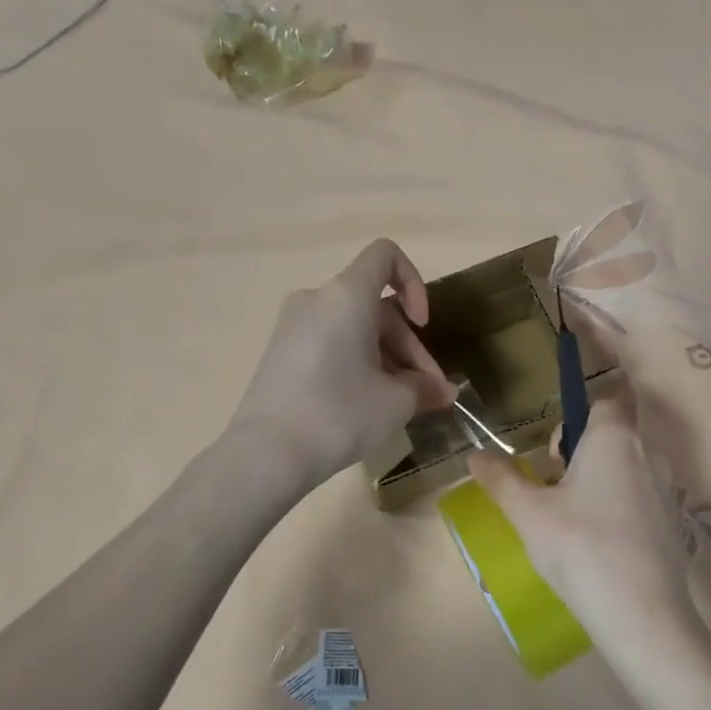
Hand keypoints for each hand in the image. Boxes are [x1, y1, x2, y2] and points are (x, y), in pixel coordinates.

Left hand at [231, 239, 456, 487]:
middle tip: (428, 393)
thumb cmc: (340, 414)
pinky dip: (356, 365)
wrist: (267, 453)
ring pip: (354, 330)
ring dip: (386, 360)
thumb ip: (426, 388)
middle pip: (375, 307)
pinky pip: (330, 346)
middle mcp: (315, 300)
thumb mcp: (396, 402)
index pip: (385, 255)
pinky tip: (367, 406)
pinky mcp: (280, 355)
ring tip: (403, 406)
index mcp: (345, 296)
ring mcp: (292, 327)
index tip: (422, 325)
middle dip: (408, 348)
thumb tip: (443, 392)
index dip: (414, 282)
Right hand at [467, 392, 702, 662]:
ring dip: (597, 481)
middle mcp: (648, 453)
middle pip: (613, 434)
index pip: (607, 396)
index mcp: (615, 438)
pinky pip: (639, 499)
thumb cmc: (581, 549)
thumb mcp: (529, 514)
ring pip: (626, 468)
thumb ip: (502, 480)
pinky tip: (596, 545)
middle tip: (552, 485)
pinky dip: (616, 508)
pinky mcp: (673, 524)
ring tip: (569, 520)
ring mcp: (666, 490)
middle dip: (580, 451)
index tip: (555, 443)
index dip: (580, 409)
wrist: (642, 615)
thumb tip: (475, 455)